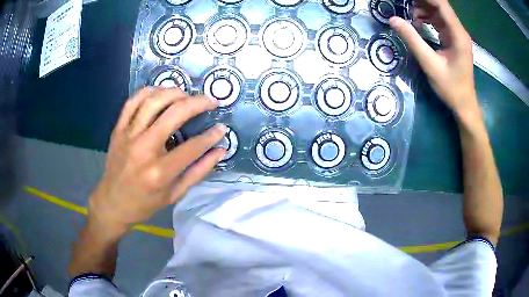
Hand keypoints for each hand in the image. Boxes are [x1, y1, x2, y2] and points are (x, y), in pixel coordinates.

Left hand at [89, 87, 226, 234]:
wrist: (112, 203)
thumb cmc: (145, 203)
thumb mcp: (175, 194)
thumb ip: (198, 172)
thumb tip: (220, 151)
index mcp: (160, 172)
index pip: (193, 147)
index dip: (211, 136)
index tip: (222, 128)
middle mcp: (143, 149)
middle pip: (174, 114)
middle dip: (198, 103)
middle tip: (211, 101)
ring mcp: (128, 136)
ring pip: (153, 101)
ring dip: (174, 92)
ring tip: (187, 94)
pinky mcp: (118, 129)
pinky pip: (132, 102)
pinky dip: (148, 92)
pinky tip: (161, 92)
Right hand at [390, 0, 478, 117]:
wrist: (464, 105)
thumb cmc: (451, 88)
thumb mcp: (430, 64)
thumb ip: (413, 40)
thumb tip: (393, 20)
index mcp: (458, 35)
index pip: (441, 4)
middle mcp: (459, 31)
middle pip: (440, 6)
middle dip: (421, 2)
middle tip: (404, 4)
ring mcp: (457, 34)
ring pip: (439, 12)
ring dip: (423, 9)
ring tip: (408, 14)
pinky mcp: (454, 39)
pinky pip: (440, 21)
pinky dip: (427, 18)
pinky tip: (417, 23)